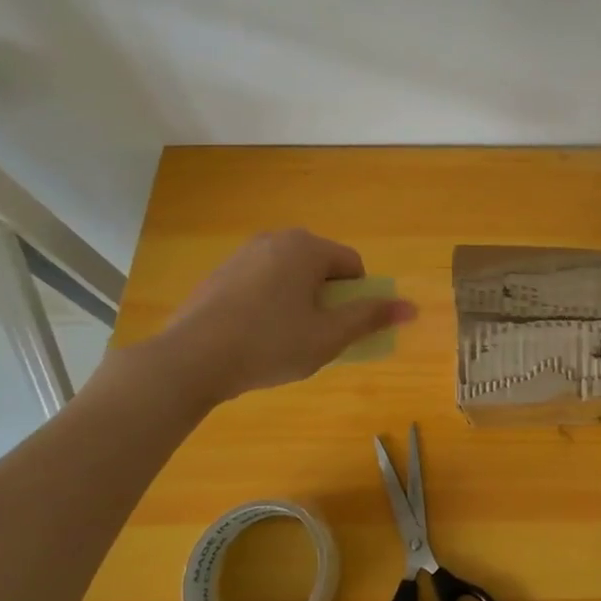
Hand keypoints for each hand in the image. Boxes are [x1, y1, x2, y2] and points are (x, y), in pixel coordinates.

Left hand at [132, 229, 417, 409]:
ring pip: (289, 275)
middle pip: (320, 267)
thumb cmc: (269, 344)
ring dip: (297, 301)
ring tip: (282, 340)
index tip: (340, 328)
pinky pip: (260, 283)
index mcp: (307, 247)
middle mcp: (276, 240)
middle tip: (314, 335)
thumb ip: (370, 317)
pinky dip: (267, 304)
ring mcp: (242, 255)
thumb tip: (412, 307)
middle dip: (326, 299)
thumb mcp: (329, 337)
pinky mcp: (218, 275)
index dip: (356, 298)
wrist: (188, 361)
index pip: (352, 265)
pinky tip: (252, 337)